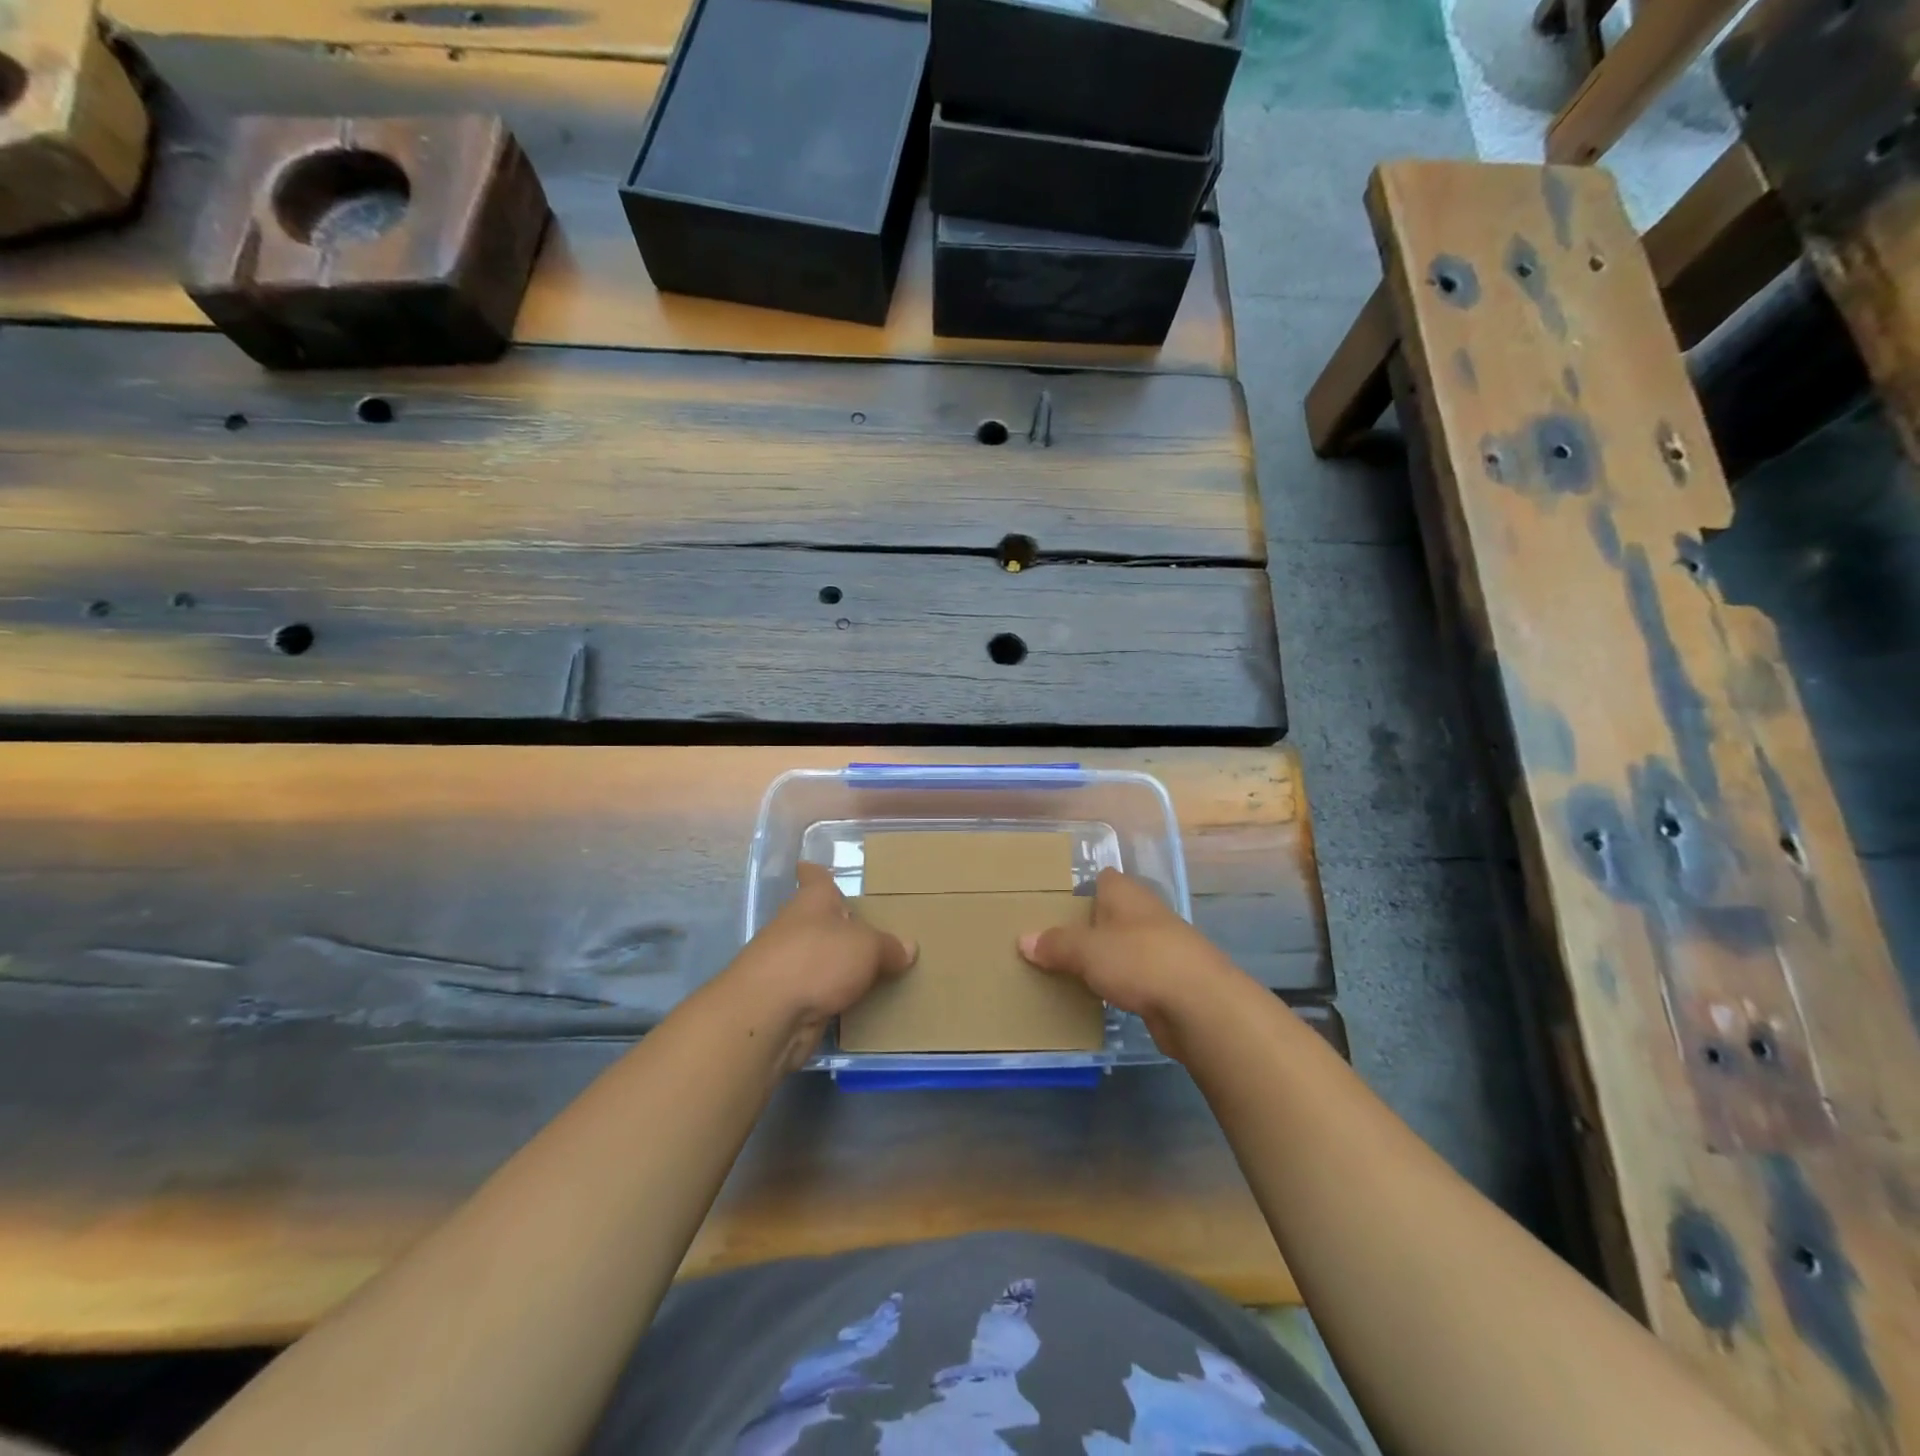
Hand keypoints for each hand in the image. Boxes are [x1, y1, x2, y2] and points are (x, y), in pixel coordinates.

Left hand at [719, 863, 917, 1072]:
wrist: (768, 1014)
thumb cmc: (817, 959)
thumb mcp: (866, 947)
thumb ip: (888, 947)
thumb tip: (908, 948)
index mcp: (812, 901)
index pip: (813, 877)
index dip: (815, 872)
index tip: (812, 865)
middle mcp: (796, 927)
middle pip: (818, 920)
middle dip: (839, 925)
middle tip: (873, 927)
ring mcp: (788, 965)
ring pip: (818, 958)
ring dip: (838, 964)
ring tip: (875, 968)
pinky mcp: (788, 1000)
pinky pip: (820, 992)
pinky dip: (835, 996)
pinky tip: (860, 1003)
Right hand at [1018, 869, 1249, 1062]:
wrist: (1201, 1005)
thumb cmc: (1139, 960)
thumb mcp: (1087, 950)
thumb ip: (1055, 945)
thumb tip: (1023, 940)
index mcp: (1126, 894)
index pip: (1103, 878)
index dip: (1081, 888)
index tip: (1055, 903)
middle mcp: (1145, 914)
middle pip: (1112, 913)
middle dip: (1087, 926)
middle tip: (1051, 941)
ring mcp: (1162, 947)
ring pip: (1124, 946)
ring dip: (1104, 957)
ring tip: (1068, 970)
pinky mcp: (1170, 981)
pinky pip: (1135, 976)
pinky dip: (1120, 983)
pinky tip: (1100, 996)